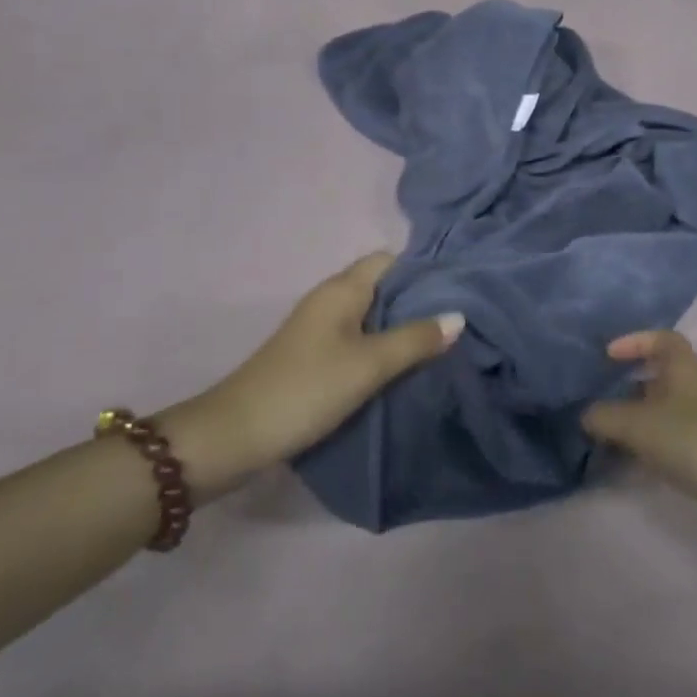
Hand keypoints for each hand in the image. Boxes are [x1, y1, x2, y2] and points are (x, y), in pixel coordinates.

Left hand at [161, 252, 462, 501]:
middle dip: (420, 300)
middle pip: (384, 287)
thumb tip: (459, 317)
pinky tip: (407, 365)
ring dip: (403, 326)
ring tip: (443, 342)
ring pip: (373, 316)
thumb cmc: (306, 389)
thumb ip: (415, 340)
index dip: (424, 269)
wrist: (236, 436)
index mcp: (341, 290)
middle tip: (460, 319)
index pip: (390, 260)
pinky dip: (384, 347)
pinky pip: (360, 339)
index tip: (461, 286)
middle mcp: (330, 301)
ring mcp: (320, 330)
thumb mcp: (369, 365)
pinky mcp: (315, 357)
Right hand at [582, 331, 696, 498]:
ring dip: (632, 419)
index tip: (608, 355)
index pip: (662, 339)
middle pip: (657, 377)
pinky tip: (621, 460)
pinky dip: (643, 446)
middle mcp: (693, 389)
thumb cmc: (687, 437)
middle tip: (596, 397)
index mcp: (683, 367)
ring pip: (659, 411)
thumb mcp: (635, 422)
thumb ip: (603, 415)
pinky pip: (664, 440)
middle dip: (626, 386)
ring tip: (601, 431)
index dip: (635, 341)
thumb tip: (587, 416)